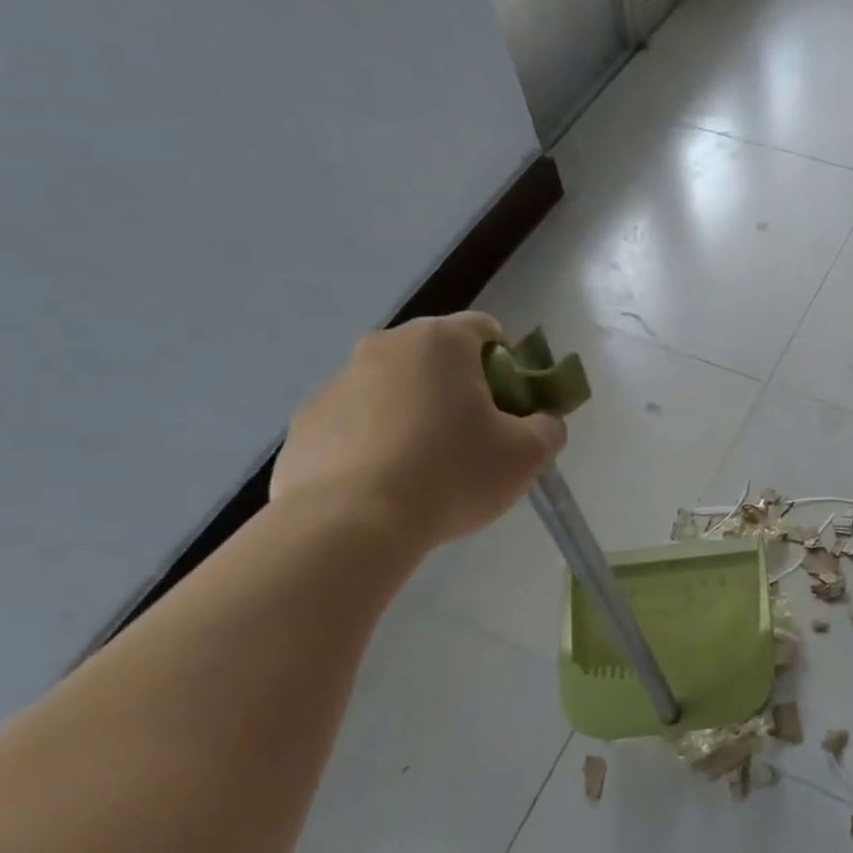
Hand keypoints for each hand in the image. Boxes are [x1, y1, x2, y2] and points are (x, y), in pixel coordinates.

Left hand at [272, 313, 565, 551]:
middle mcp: (384, 346)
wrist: (352, 523)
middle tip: (475, 441)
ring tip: (426, 472)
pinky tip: (385, 486)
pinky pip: (355, 424)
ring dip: (415, 415)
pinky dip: (375, 444)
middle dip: (460, 391)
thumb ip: (547, 428)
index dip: (509, 365)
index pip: (486, 330)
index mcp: (440, 341)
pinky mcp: (305, 424)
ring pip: (394, 390)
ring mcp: (337, 383)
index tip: (513, 408)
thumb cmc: (453, 474)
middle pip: (437, 359)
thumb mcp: (527, 455)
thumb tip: (542, 422)